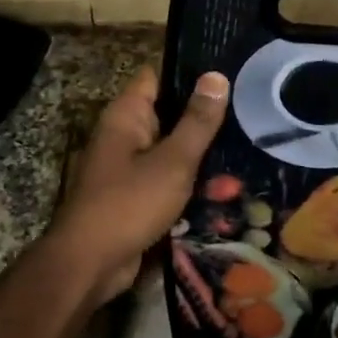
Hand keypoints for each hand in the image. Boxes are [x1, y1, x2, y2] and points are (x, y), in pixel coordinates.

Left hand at [47, 66, 229, 305]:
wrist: (90, 265)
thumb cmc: (129, 204)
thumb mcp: (173, 161)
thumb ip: (197, 122)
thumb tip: (216, 76)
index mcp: (126, 116)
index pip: (157, 76)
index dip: (189, 72)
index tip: (228, 74)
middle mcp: (123, 135)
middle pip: (167, 113)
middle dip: (203, 115)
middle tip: (247, 112)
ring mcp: (126, 166)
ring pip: (170, 148)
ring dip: (199, 151)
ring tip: (244, 145)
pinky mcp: (134, 195)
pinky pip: (166, 177)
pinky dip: (189, 179)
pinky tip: (224, 183)